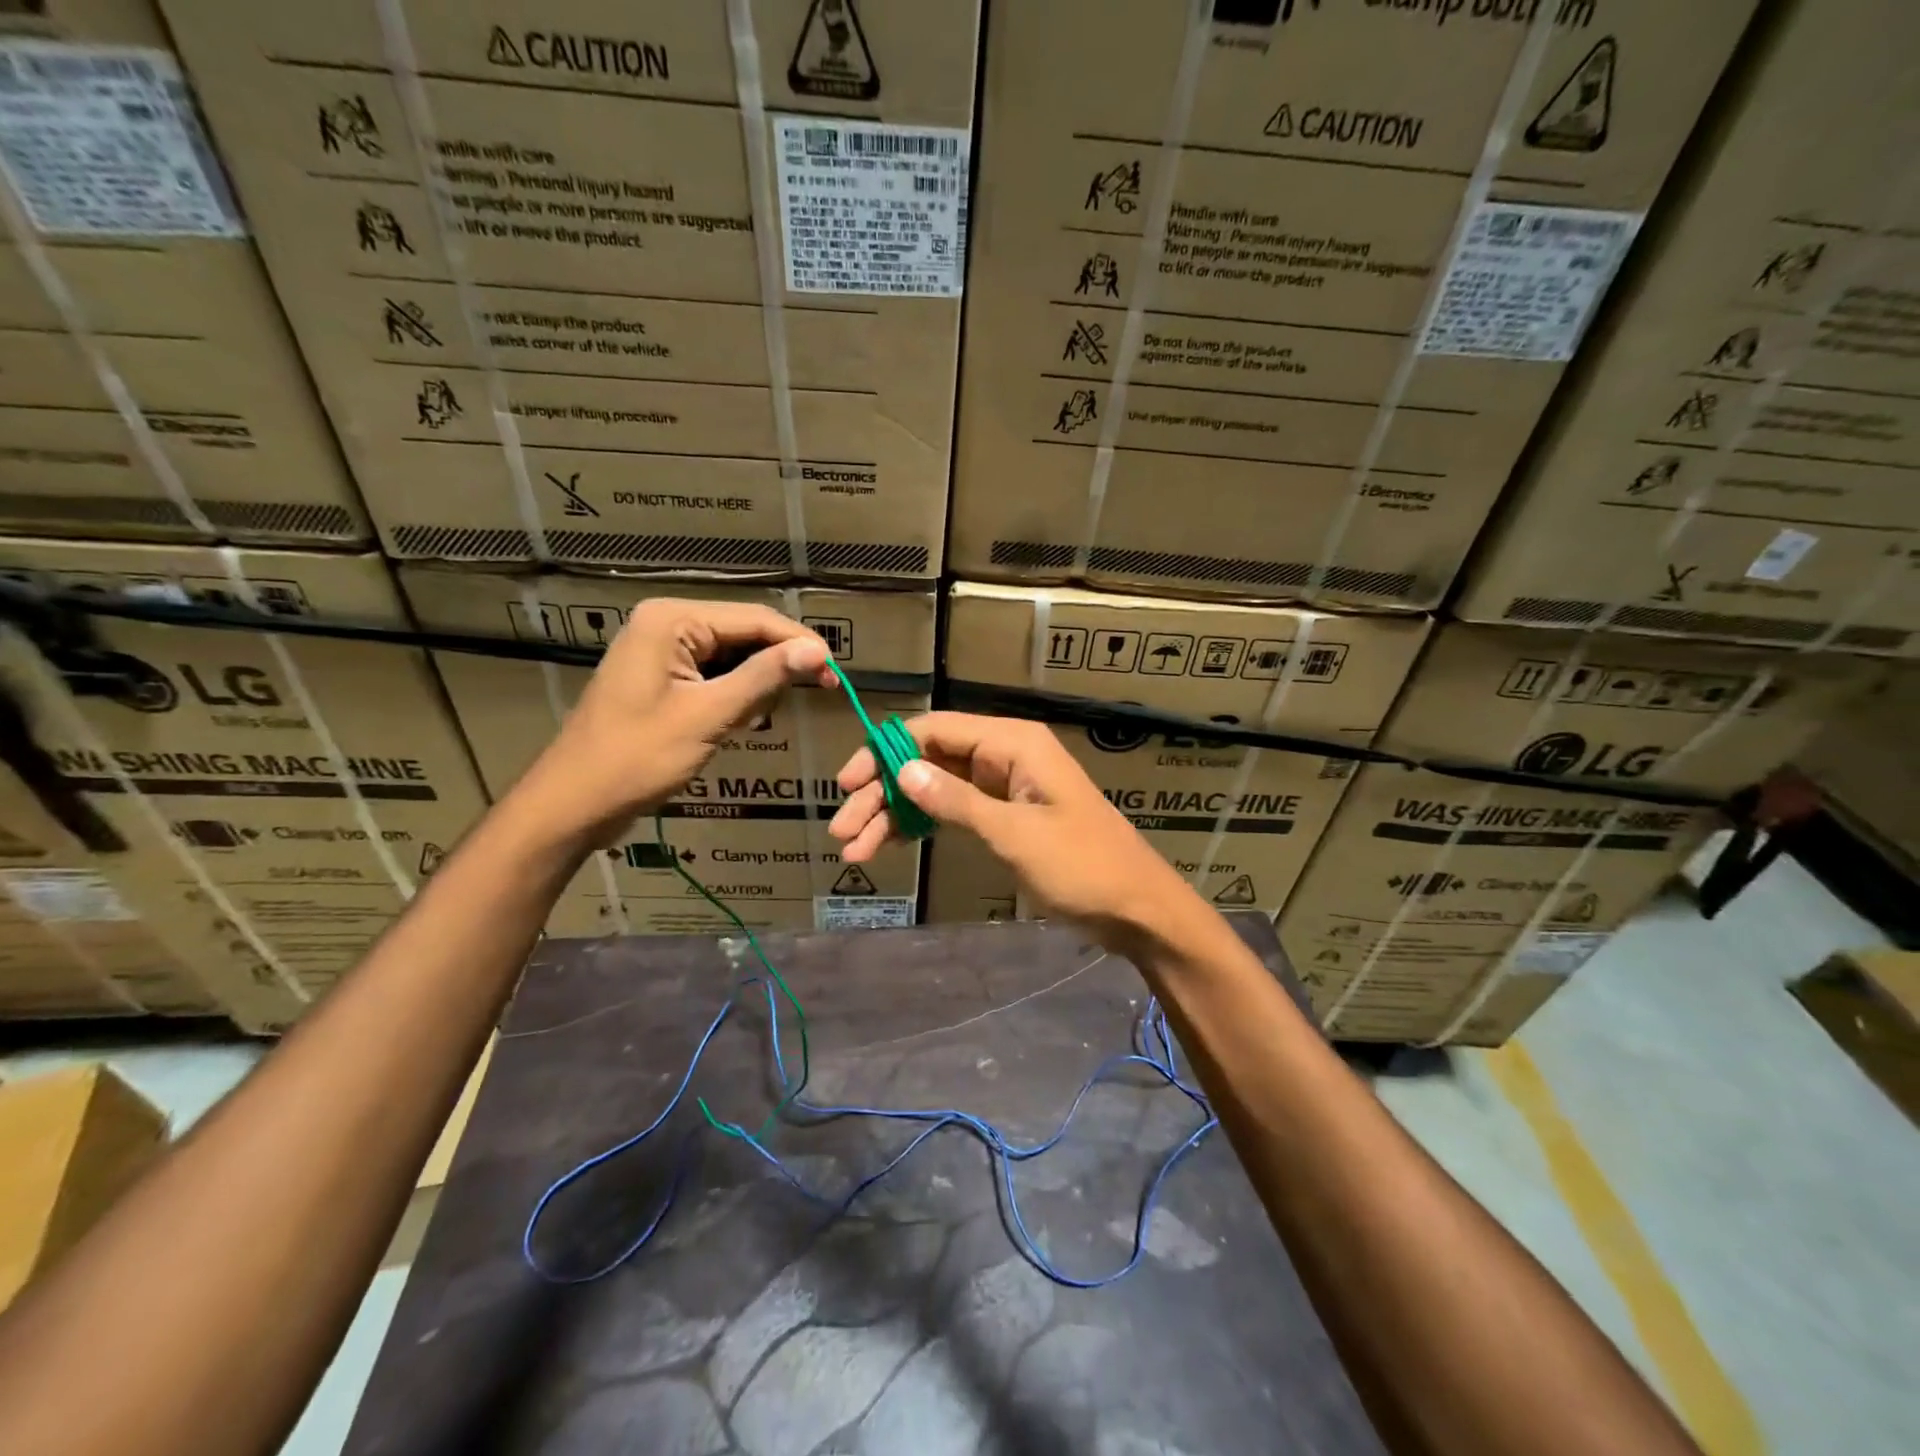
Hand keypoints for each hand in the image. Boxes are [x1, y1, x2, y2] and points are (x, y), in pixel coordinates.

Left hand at [518, 599, 833, 844]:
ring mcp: (661, 650)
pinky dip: (736, 693)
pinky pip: (713, 674)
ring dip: (759, 681)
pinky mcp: (661, 677)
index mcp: (672, 620)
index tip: (836, 674)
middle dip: (780, 662)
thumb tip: (818, 650)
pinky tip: (748, 717)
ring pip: (732, 655)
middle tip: (820, 691)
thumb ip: (764, 677)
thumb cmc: (637, 757)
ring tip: (780, 708)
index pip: (755, 619)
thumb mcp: (709, 715)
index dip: (800, 643)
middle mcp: (666, 624)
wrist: (573, 803)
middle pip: (744, 633)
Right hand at [829, 711, 1208, 949]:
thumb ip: (957, 801)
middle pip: (928, 761)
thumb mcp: (1014, 833)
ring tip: (853, 850)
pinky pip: (952, 811)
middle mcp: (1003, 756)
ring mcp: (1003, 787)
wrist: (1135, 908)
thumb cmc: (1081, 865)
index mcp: (1011, 743)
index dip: (885, 751)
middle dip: (883, 792)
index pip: (934, 730)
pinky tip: (887, 848)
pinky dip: (922, 827)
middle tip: (842, 829)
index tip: (849, 783)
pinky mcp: (1004, 816)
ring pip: (934, 789)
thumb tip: (902, 769)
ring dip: (895, 816)